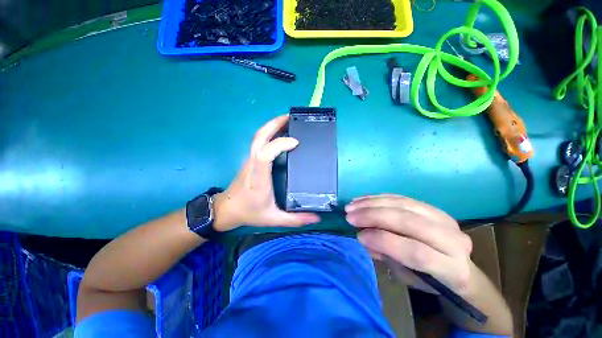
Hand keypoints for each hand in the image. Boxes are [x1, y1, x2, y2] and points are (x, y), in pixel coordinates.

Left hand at [213, 115, 320, 231]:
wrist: (226, 209)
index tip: (296, 142)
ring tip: (288, 121)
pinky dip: (270, 133)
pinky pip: (259, 141)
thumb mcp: (273, 219)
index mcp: (259, 178)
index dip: (279, 144)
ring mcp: (250, 160)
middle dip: (275, 123)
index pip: (264, 154)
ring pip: (258, 136)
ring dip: (272, 125)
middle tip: (292, 117)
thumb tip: (316, 218)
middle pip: (259, 137)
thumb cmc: (249, 212)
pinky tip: (280, 133)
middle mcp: (253, 164)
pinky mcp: (251, 159)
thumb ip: (295, 219)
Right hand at [345, 194, 472, 294]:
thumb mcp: (409, 277)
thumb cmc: (430, 280)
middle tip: (350, 215)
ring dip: (372, 203)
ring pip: (403, 204)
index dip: (384, 241)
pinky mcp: (430, 206)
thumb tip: (364, 236)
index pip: (416, 252)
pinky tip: (362, 199)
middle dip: (374, 216)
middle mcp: (452, 238)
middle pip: (409, 221)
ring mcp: (442, 217)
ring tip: (352, 205)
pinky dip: (378, 197)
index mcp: (452, 268)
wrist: (456, 267)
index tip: (358, 236)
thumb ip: (388, 256)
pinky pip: (400, 197)